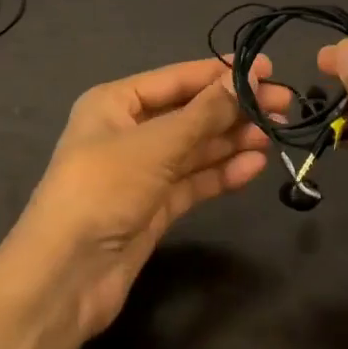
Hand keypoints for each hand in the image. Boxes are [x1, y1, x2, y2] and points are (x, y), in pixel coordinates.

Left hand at [4, 55, 287, 340]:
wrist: (63, 278)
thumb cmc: (103, 189)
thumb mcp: (156, 144)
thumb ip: (205, 113)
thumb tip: (247, 79)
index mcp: (116, 102)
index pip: (178, 78)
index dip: (222, 72)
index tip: (267, 69)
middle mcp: (129, 131)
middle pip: (191, 112)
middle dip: (234, 108)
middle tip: (283, 105)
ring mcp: (142, 171)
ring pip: (196, 147)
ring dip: (233, 139)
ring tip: (274, 134)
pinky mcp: (154, 207)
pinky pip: (194, 180)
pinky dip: (223, 172)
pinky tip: (254, 165)